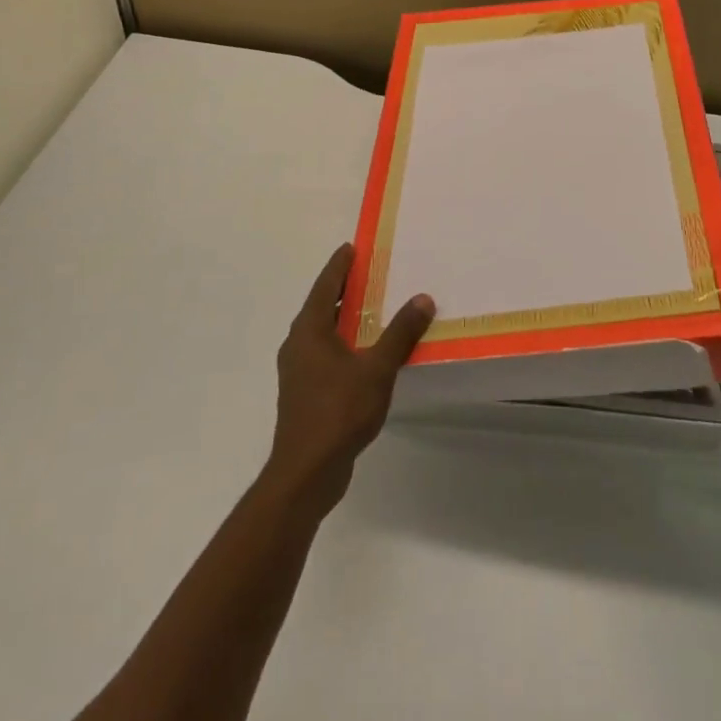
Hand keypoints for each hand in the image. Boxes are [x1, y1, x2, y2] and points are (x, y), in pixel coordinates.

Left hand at [264, 244, 435, 513]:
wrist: (306, 472)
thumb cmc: (338, 412)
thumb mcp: (377, 369)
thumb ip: (400, 333)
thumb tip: (422, 298)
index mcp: (309, 330)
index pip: (324, 286)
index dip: (339, 266)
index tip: (351, 247)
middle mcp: (298, 344)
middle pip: (320, 307)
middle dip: (342, 290)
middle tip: (368, 274)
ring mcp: (298, 371)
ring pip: (322, 333)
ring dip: (343, 319)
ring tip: (371, 310)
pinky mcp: (304, 393)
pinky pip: (325, 355)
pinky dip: (344, 344)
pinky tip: (365, 354)